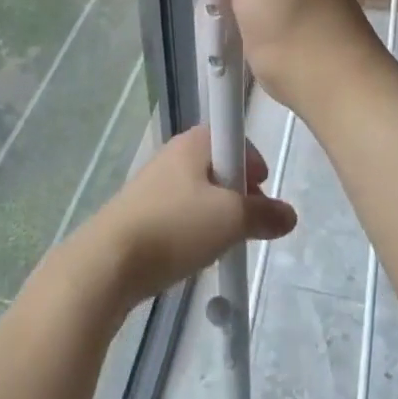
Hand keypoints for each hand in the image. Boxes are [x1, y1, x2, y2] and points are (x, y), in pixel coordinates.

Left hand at [80, 126, 295, 308]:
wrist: (108, 262)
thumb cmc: (175, 227)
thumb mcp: (230, 220)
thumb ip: (264, 214)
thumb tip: (288, 215)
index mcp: (195, 142)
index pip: (235, 136)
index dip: (253, 163)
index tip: (261, 191)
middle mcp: (174, 153)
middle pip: (219, 164)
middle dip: (239, 192)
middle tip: (248, 223)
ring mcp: (154, 182)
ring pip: (200, 191)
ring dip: (217, 214)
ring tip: (222, 244)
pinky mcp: (141, 211)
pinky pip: (180, 212)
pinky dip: (193, 229)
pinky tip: (193, 254)